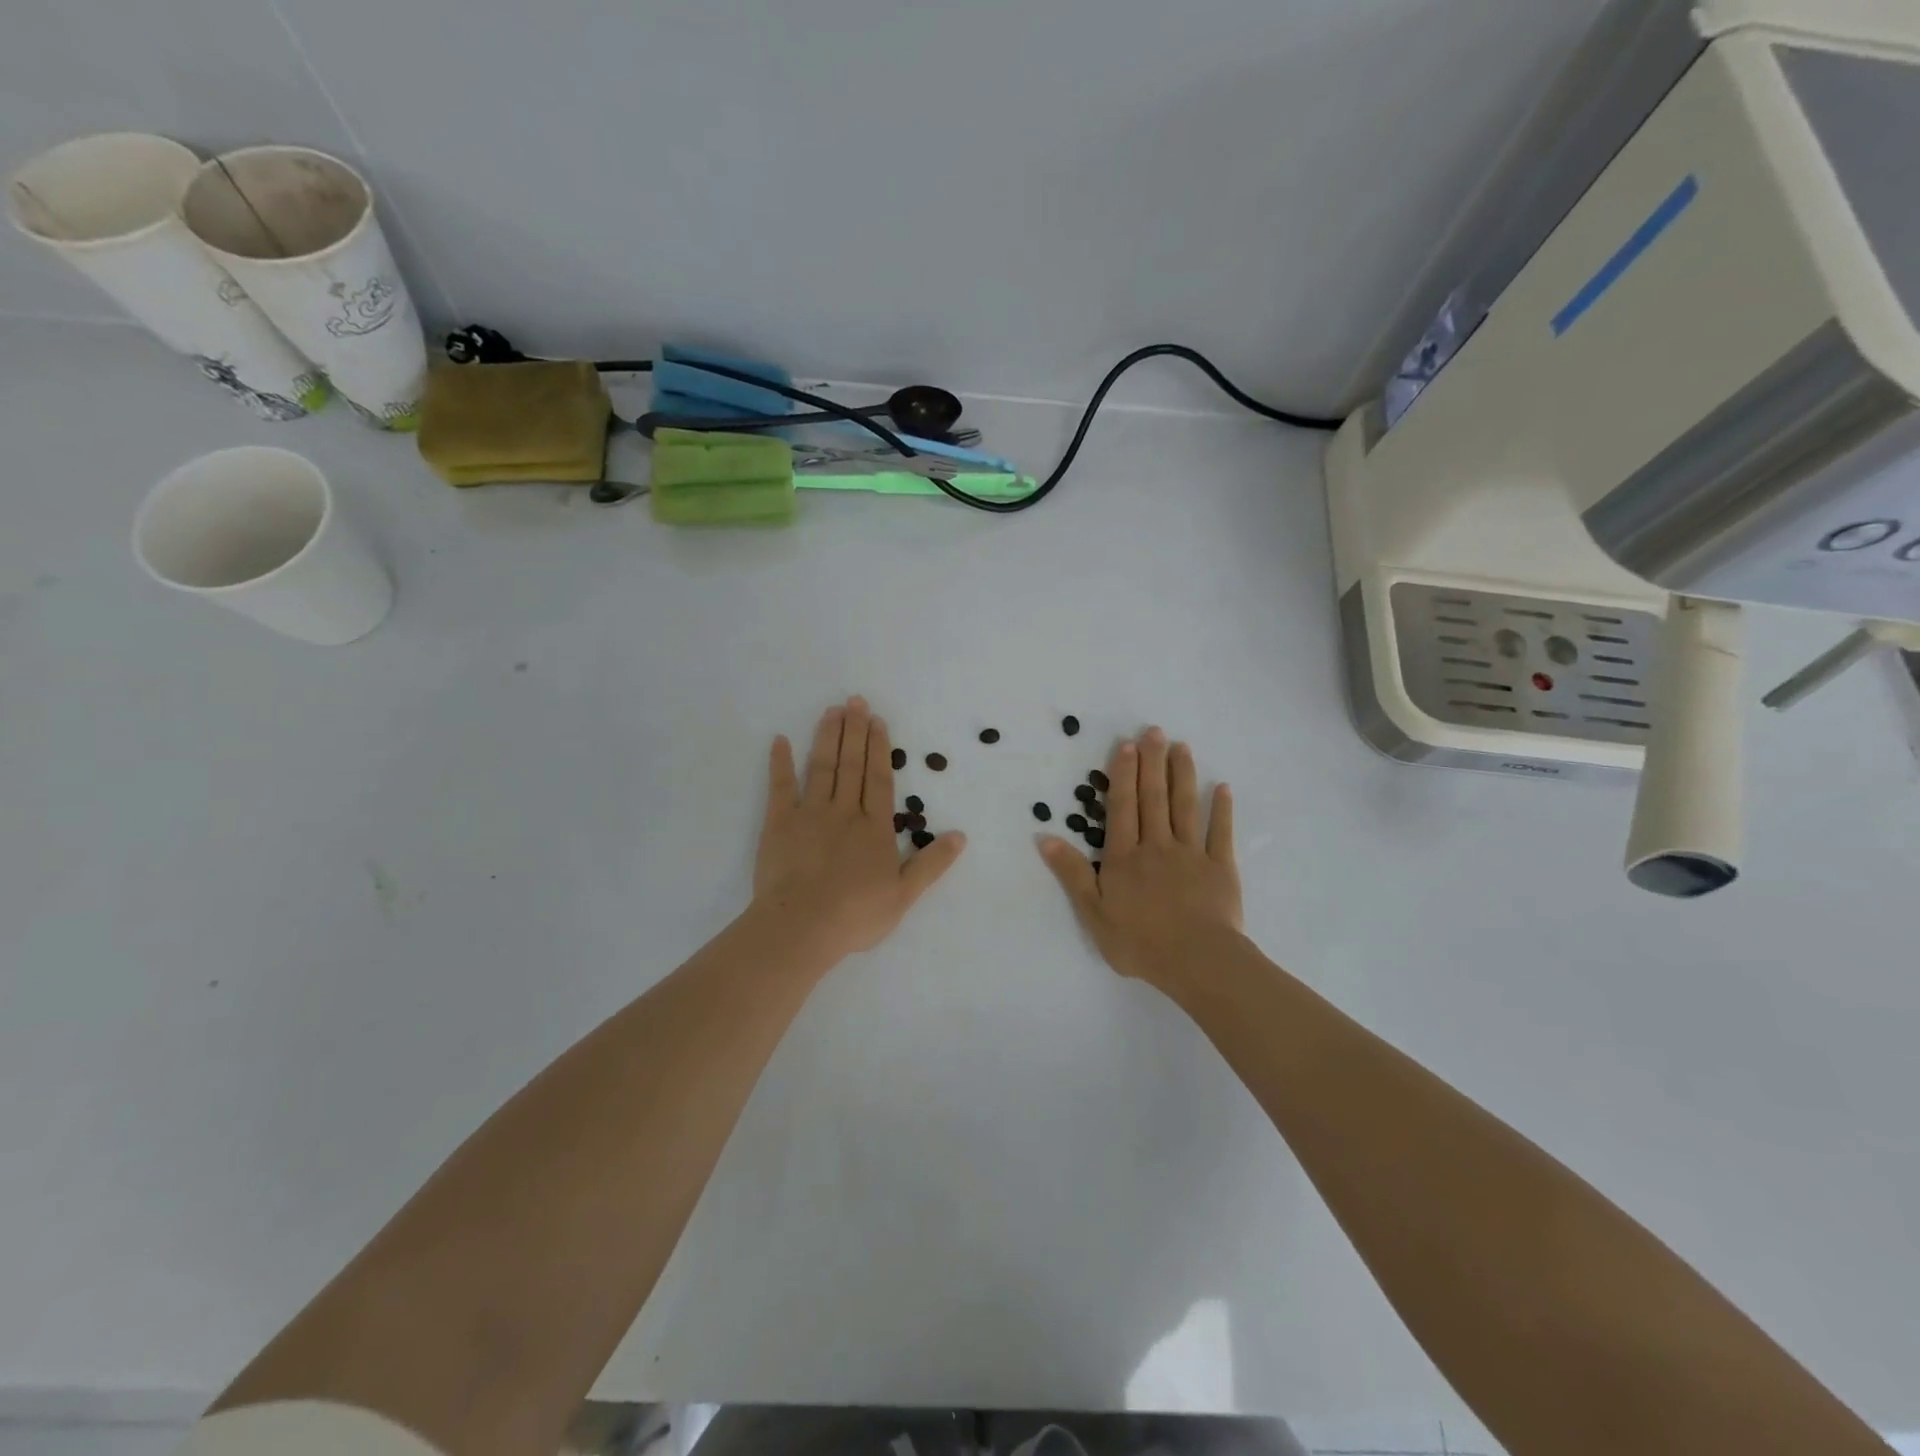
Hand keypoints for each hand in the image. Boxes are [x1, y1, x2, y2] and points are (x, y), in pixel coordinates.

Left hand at [752, 697, 965, 963]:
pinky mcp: (779, 824)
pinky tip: (780, 740)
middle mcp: (845, 811)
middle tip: (855, 700)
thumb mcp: (905, 895)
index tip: (877, 721)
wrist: (803, 926)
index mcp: (874, 828)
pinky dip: (780, 763)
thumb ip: (931, 863)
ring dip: (828, 737)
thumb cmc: (856, 914)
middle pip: (852, 765)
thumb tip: (960, 836)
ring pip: (822, 767)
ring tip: (832, 711)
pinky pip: (780, 787)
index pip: (879, 779)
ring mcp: (810, 814)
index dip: (880, 748)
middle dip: (855, 731)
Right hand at [1039, 727, 1241, 988]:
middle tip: (1155, 731)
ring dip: (1182, 775)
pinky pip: (1220, 833)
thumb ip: (1072, 873)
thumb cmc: (1139, 941)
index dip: (1123, 775)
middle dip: (1152, 763)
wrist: (1196, 961)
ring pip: (1185, 807)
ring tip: (1182, 747)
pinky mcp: (1220, 868)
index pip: (1122, 807)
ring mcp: (1191, 854)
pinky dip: (1222, 809)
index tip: (1127, 745)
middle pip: (1153, 798)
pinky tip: (1222, 787)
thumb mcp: (1093, 912)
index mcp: (1125, 857)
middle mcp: (1157, 846)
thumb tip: (1046, 837)